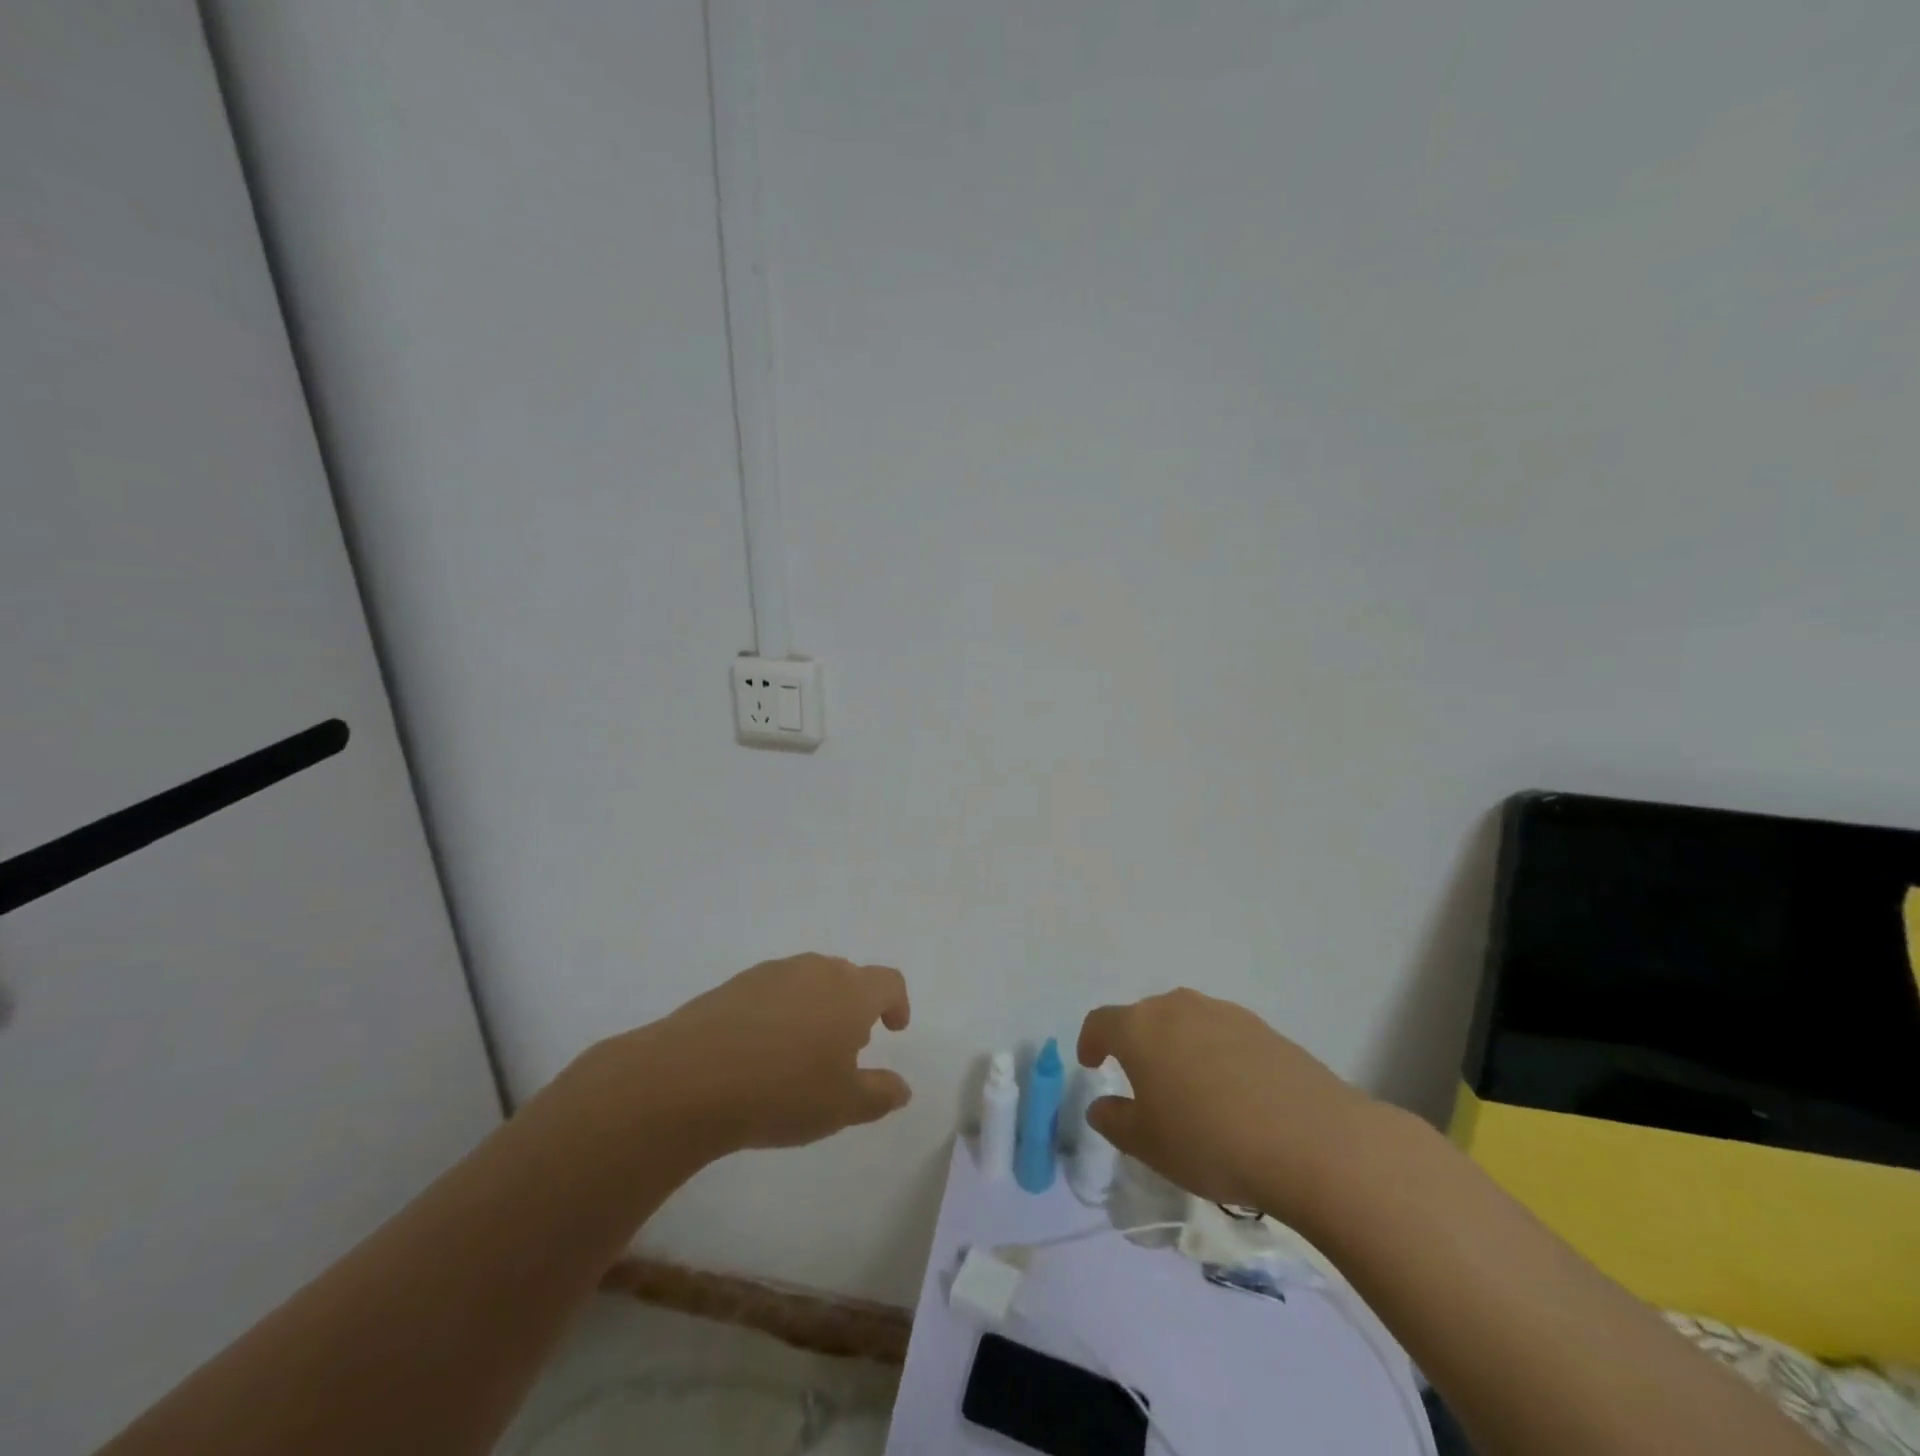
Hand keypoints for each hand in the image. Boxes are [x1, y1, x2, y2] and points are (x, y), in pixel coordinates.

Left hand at [608, 954, 912, 1155]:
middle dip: (855, 1007)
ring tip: (803, 1051)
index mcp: (850, 992)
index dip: (897, 1003)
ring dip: (818, 1007)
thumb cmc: (782, 1091)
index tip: (893, 1030)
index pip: (888, 982)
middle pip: (849, 977)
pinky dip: (781, 1010)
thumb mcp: (842, 1106)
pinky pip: (774, 990)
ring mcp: (773, 973)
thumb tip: (902, 1087)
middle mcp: (816, 970)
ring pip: (809, 981)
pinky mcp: (735, 984)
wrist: (688, 1078)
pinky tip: (762, 1049)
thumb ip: (880, 1093)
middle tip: (848, 1047)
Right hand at [1077, 988, 1374, 1218]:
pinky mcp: (1264, 1028)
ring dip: (1179, 1048)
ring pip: (1186, 1023)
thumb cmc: (1210, 1141)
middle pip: (1145, 1017)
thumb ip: (1115, 1121)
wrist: (1312, 1140)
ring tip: (1191, 1090)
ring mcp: (1224, 1013)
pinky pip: (1224, 1035)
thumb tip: (1102, 1106)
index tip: (1091, 1063)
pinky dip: (1216, 1056)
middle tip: (1143, 1083)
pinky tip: (1233, 1094)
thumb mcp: (1148, 1145)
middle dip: (1138, 1045)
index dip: (1091, 1041)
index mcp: (1140, 1028)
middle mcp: (1177, 1007)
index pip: (1101, 1022)